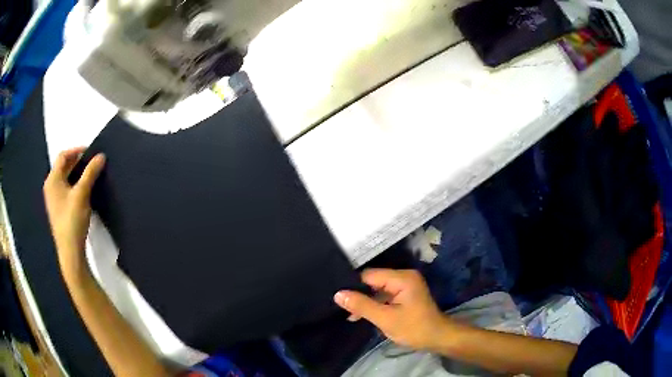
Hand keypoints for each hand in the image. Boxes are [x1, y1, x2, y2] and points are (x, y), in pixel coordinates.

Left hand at [43, 148, 104, 275]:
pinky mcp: (58, 209)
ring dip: (77, 174)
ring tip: (90, 176)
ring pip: (65, 179)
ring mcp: (53, 199)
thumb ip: (90, 173)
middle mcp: (50, 186)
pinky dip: (74, 185)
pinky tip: (83, 192)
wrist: (70, 251)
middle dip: (77, 162)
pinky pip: (65, 189)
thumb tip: (101, 156)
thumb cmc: (72, 220)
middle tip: (92, 163)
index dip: (76, 150)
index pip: (63, 156)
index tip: (90, 152)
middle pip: (63, 167)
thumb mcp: (82, 194)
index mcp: (52, 179)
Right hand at [334, 269, 452, 350]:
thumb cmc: (414, 328)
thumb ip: (362, 306)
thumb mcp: (385, 319)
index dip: (353, 286)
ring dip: (366, 302)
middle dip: (359, 294)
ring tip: (349, 314)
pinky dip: (375, 304)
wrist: (437, 338)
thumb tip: (338, 294)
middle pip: (373, 281)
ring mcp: (405, 285)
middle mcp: (404, 276)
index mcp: (402, 278)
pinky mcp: (405, 294)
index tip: (337, 297)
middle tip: (340, 306)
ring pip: (378, 289)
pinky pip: (385, 295)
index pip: (369, 275)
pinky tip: (362, 315)